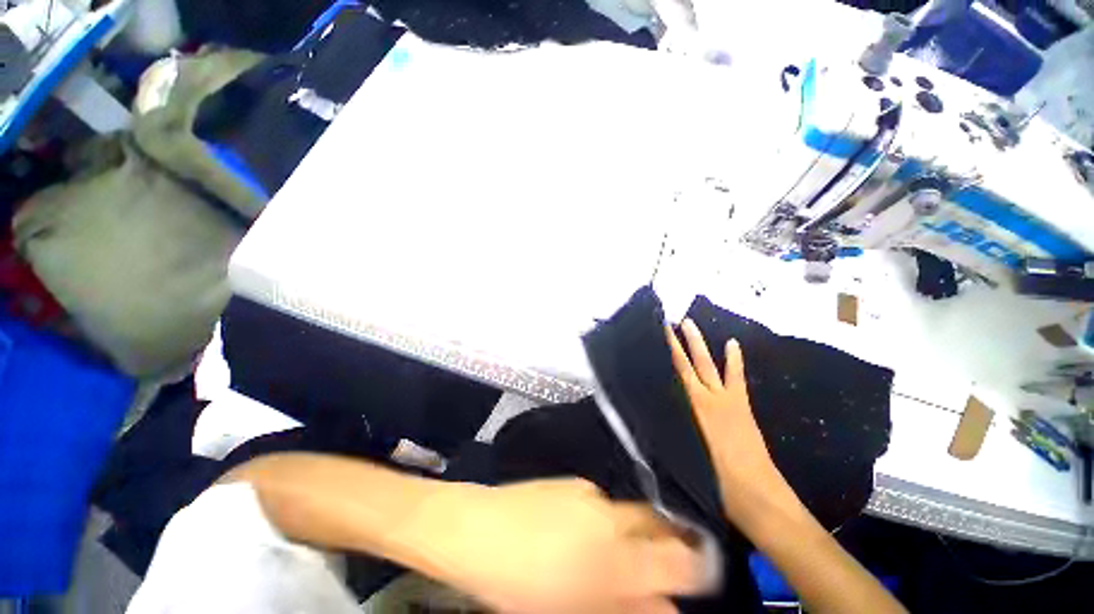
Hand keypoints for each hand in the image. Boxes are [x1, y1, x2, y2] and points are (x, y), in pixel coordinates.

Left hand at [400, 478, 708, 613]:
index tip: (699, 578)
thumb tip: (663, 608)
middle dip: (670, 545)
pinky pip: (606, 503)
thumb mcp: (572, 609)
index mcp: (615, 559)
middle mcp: (612, 517)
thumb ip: (625, 608)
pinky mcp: (575, 482)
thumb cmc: (517, 583)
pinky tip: (585, 533)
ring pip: (633, 513)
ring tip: (616, 554)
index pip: (680, 563)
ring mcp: (592, 494)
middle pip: (661, 526)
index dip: (699, 570)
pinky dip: (609, 520)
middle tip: (657, 567)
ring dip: (636, 535)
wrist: (474, 528)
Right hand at [666, 319, 799, 530]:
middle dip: (679, 341)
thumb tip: (649, 410)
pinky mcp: (742, 405)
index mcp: (691, 408)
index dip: (666, 351)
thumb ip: (668, 427)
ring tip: (690, 324)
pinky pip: (736, 377)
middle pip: (689, 363)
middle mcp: (705, 397)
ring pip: (708, 364)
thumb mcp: (682, 453)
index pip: (674, 372)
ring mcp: (726, 399)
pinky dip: (734, 360)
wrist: (756, 494)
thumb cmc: (714, 479)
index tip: (658, 333)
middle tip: (671, 321)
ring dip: (699, 344)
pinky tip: (731, 344)